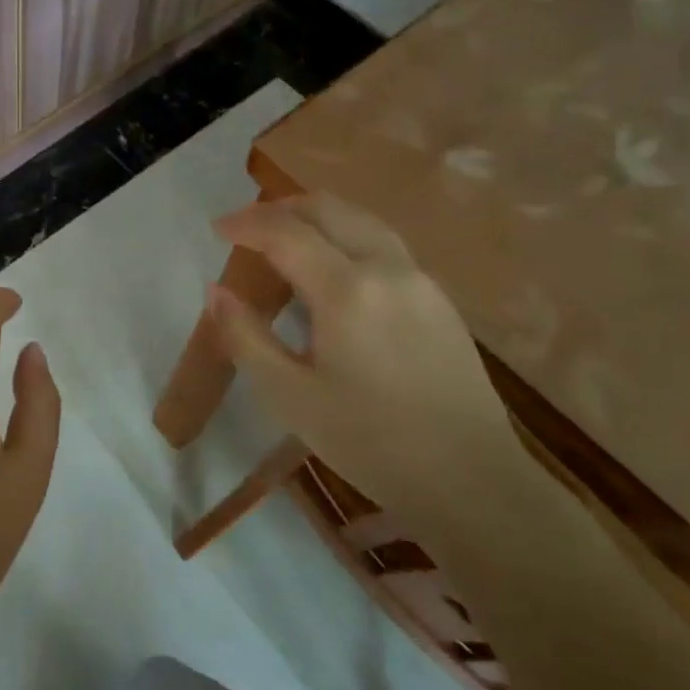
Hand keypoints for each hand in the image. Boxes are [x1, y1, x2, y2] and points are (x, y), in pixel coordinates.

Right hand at [206, 196, 524, 537]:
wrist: (473, 481)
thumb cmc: (371, 442)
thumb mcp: (290, 397)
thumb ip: (246, 338)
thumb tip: (216, 292)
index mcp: (348, 290)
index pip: (287, 232)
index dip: (247, 223)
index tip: (217, 228)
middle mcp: (388, 268)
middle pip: (329, 209)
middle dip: (281, 208)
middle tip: (246, 227)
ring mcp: (421, 280)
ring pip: (361, 221)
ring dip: (316, 218)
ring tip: (284, 240)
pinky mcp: (440, 299)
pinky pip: (383, 245)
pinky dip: (344, 237)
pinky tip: (331, 272)